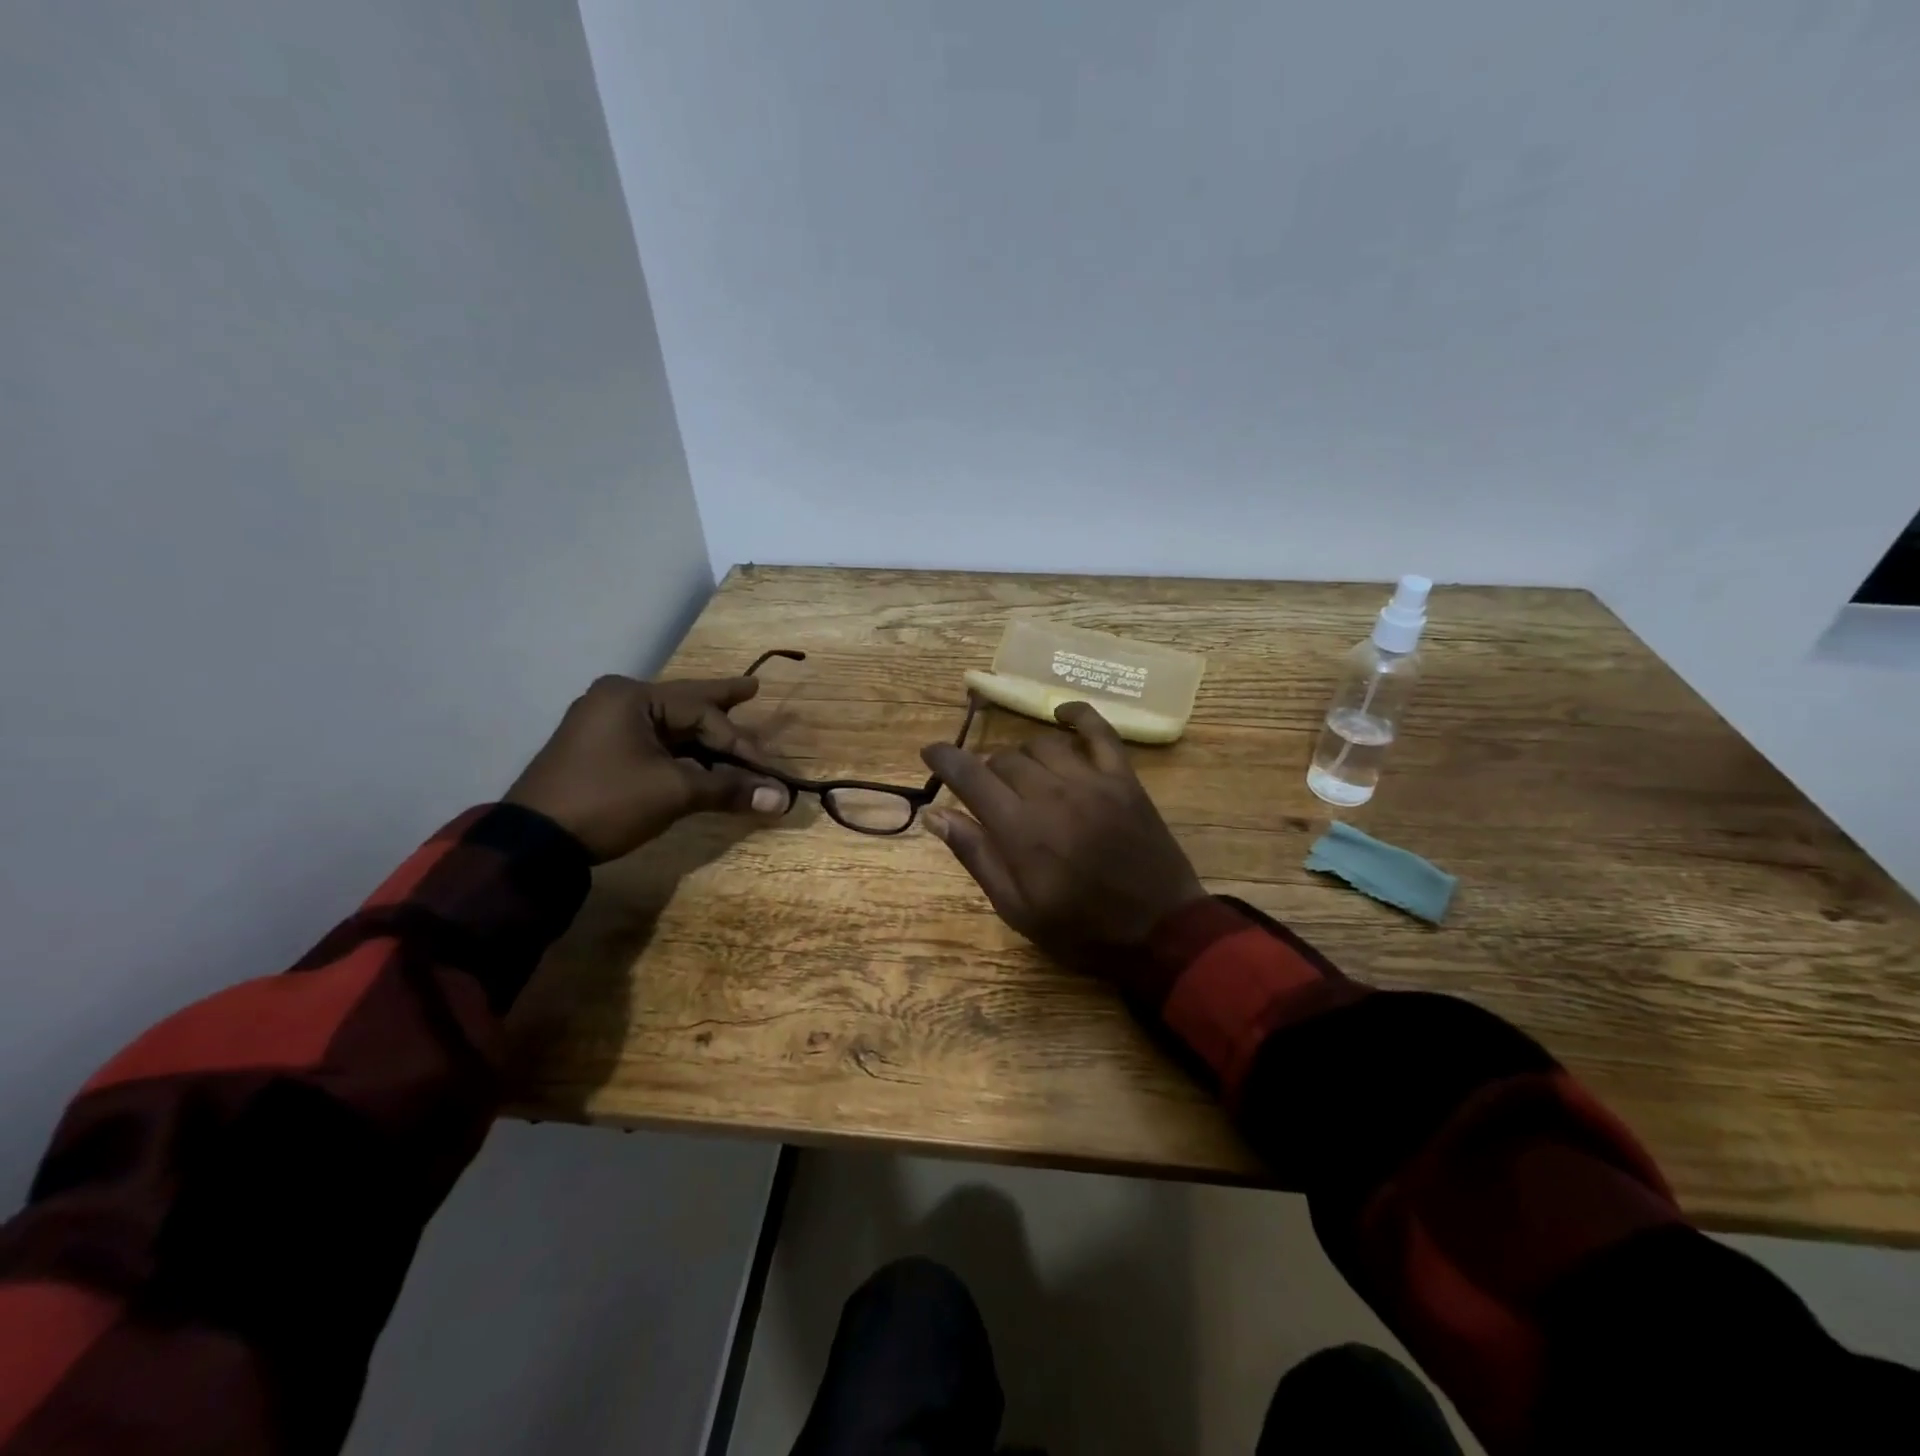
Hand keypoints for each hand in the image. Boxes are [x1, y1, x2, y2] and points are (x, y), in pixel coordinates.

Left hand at [505, 675, 787, 861]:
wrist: (533, 843)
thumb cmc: (607, 802)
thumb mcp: (673, 792)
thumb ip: (729, 789)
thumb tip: (782, 799)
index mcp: (632, 697)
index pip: (703, 713)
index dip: (741, 744)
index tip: (770, 771)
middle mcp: (617, 700)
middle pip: (686, 705)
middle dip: (723, 705)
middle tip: (754, 690)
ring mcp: (604, 725)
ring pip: (670, 726)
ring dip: (704, 737)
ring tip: (735, 728)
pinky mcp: (599, 751)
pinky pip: (653, 743)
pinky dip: (682, 752)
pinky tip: (701, 758)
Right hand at [919, 702, 1206, 965]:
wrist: (1160, 932)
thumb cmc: (1082, 929)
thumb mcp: (1017, 908)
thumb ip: (976, 856)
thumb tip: (934, 815)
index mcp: (1020, 829)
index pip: (970, 775)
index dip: (943, 758)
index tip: (930, 752)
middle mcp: (1051, 793)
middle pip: (1004, 759)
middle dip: (987, 772)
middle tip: (992, 796)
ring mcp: (1091, 781)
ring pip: (1043, 744)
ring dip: (1024, 756)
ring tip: (1026, 778)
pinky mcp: (1124, 779)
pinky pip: (1099, 731)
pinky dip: (1079, 716)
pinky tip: (1063, 715)